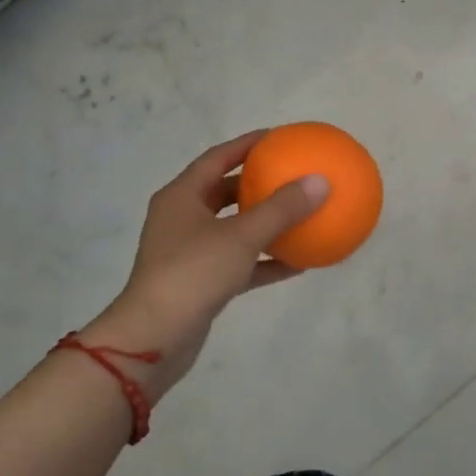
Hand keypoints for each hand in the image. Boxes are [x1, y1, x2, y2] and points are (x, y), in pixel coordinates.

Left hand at [82, 131, 326, 397]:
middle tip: (291, 175)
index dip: (247, 144)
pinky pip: (239, 262)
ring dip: (264, 223)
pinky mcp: (200, 283)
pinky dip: (265, 260)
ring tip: (300, 215)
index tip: (279, 137)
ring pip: (233, 228)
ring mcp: (190, 252)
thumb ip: (282, 208)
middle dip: (257, 183)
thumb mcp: (241, 236)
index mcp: (182, 197)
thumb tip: (320, 181)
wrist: (154, 338)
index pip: (217, 158)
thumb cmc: (192, 273)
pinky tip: (299, 262)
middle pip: (223, 191)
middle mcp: (182, 219)